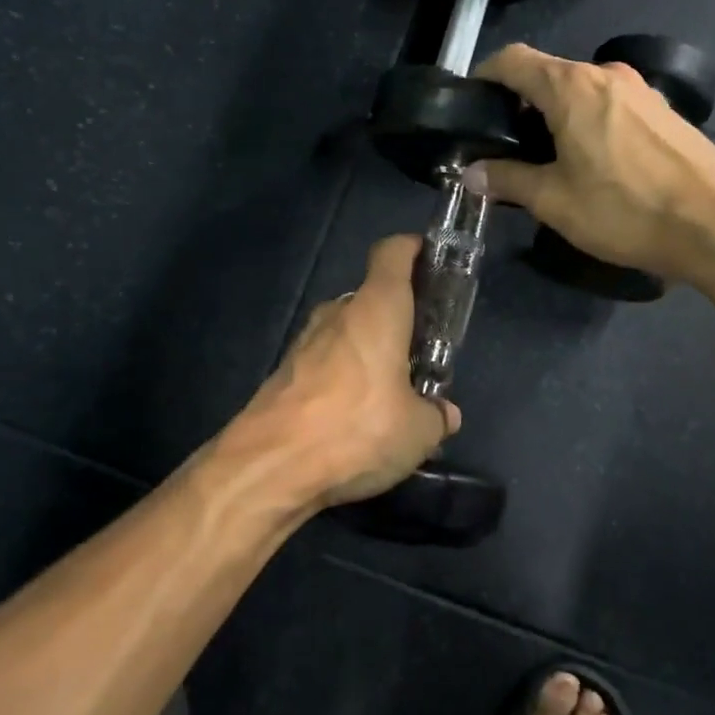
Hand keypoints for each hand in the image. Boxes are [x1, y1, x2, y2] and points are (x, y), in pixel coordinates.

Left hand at [225, 235, 459, 512]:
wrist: (270, 465)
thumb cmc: (357, 428)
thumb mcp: (417, 431)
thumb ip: (436, 415)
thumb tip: (444, 413)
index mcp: (377, 309)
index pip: (393, 253)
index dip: (413, 249)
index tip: (432, 261)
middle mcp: (338, 313)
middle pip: (372, 296)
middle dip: (397, 316)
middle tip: (420, 349)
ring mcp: (305, 341)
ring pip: (346, 330)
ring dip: (369, 348)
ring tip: (390, 388)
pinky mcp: (284, 372)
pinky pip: (325, 361)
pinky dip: (344, 375)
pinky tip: (354, 415)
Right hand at [475, 43, 714, 282]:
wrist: (714, 225)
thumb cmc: (624, 209)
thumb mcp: (553, 201)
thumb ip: (507, 179)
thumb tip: (473, 173)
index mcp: (571, 87)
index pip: (513, 59)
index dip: (485, 75)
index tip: (473, 104)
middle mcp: (606, 74)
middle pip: (548, 73)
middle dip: (521, 102)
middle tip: (508, 144)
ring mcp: (640, 90)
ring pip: (582, 89)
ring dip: (557, 113)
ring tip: (549, 157)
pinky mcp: (663, 110)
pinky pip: (611, 104)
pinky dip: (590, 120)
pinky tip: (595, 161)